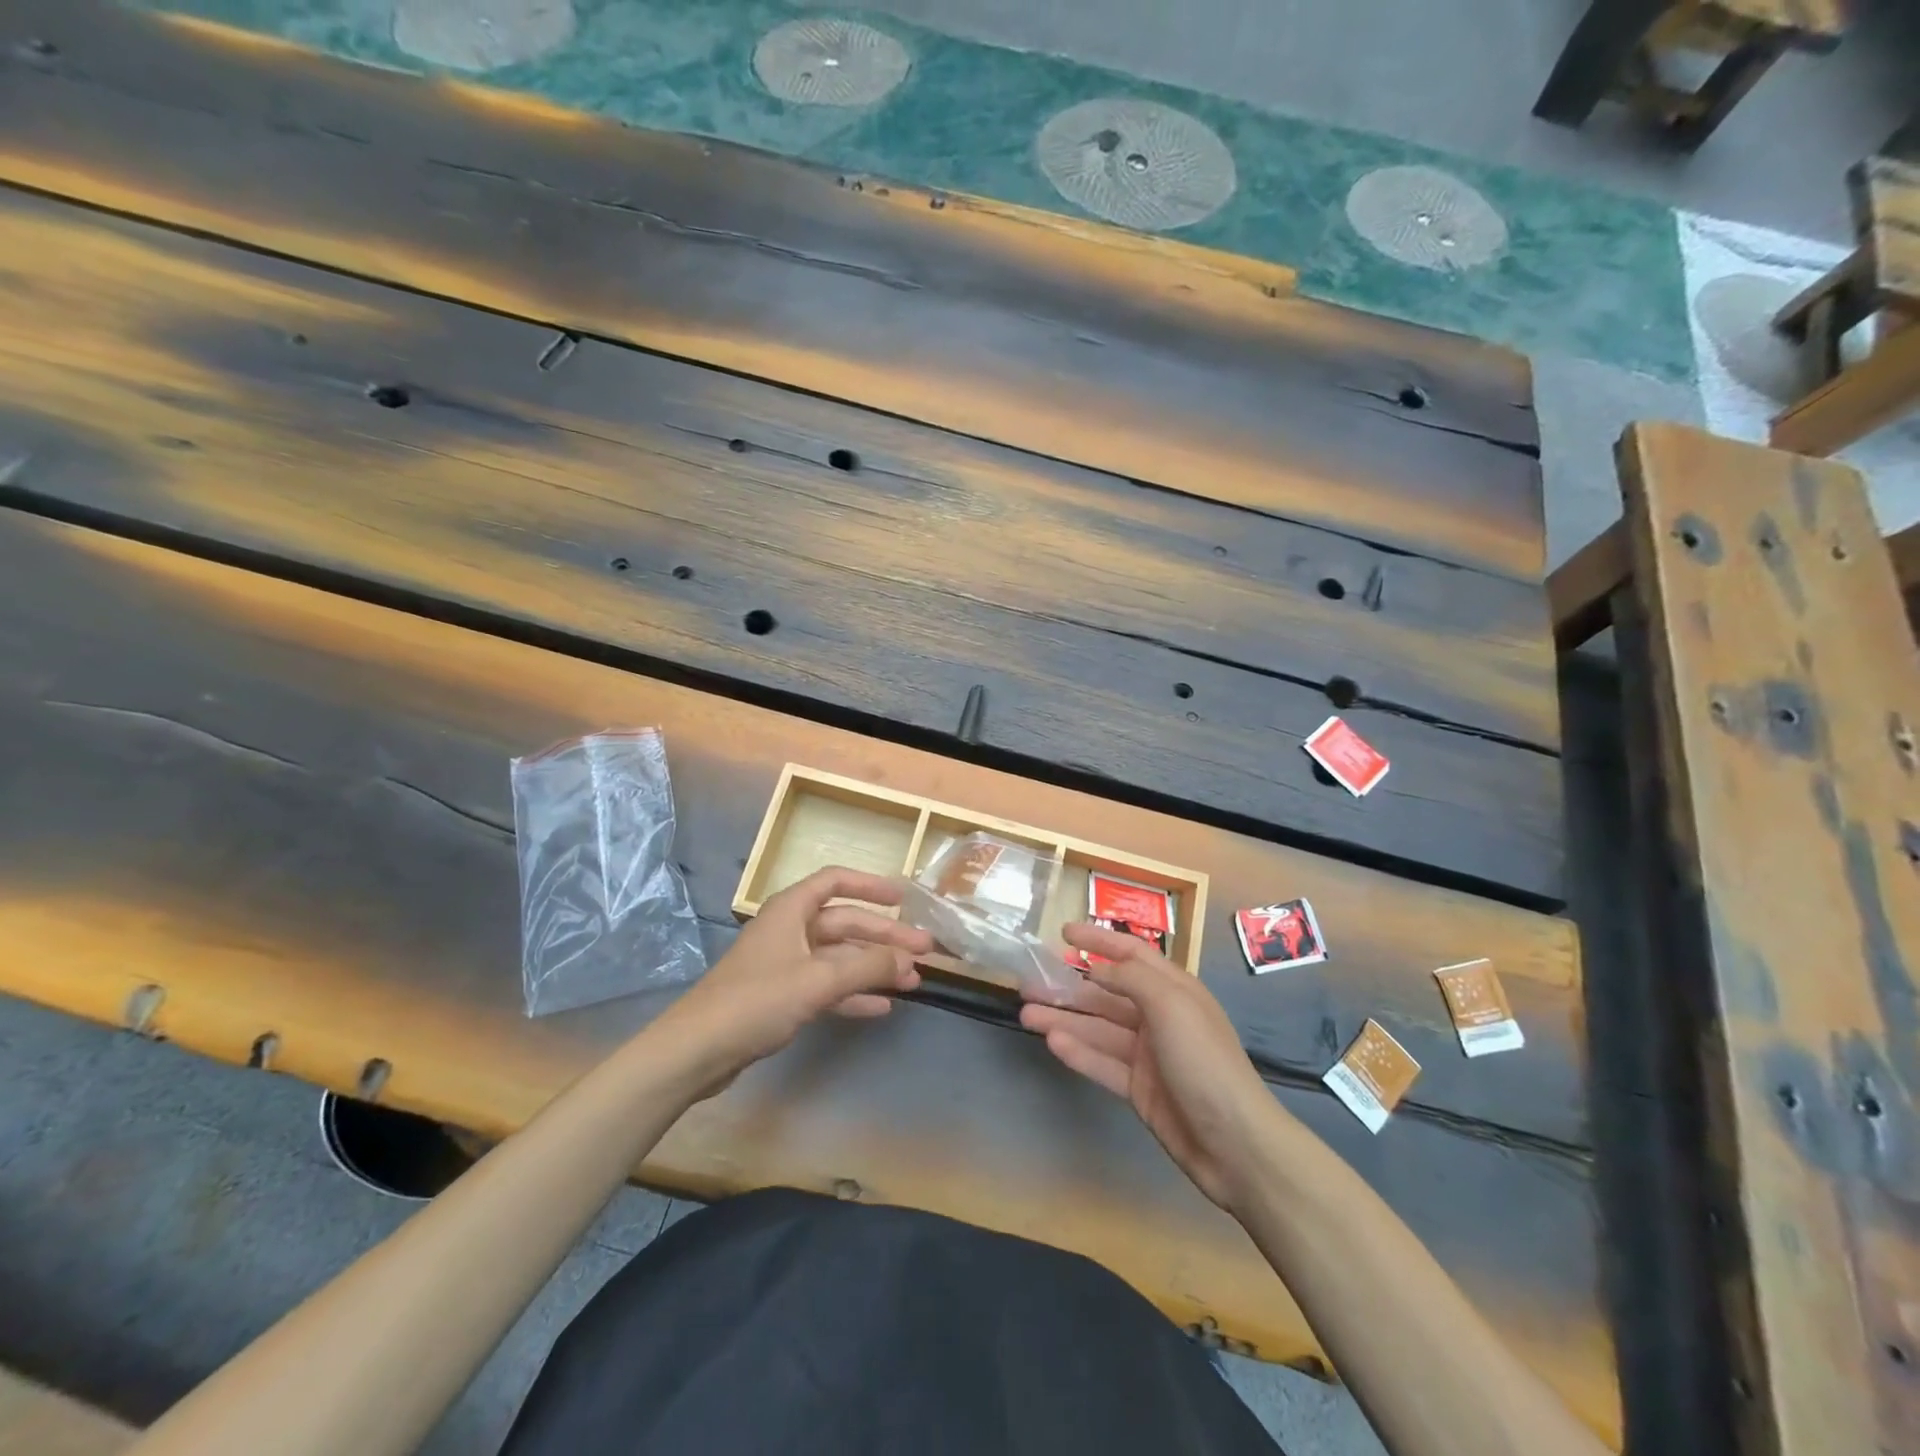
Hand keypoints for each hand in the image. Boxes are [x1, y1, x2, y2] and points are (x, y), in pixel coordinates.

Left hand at [656, 867, 932, 1096]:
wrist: (696, 1052)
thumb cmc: (756, 1001)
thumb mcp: (817, 980)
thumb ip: (866, 967)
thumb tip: (907, 959)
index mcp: (791, 911)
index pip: (836, 882)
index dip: (870, 885)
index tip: (904, 898)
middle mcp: (790, 930)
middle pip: (845, 924)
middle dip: (884, 937)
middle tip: (924, 952)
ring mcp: (785, 965)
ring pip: (840, 957)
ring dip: (874, 967)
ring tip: (912, 982)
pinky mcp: (781, 998)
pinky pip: (827, 987)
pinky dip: (853, 994)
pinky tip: (881, 1007)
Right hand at [1021, 924, 1276, 1211]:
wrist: (1235, 1144)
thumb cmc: (1204, 1061)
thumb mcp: (1171, 1005)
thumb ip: (1131, 979)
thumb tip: (1096, 969)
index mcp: (1174, 990)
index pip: (1131, 954)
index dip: (1099, 940)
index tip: (1064, 931)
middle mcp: (1159, 1017)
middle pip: (1106, 994)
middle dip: (1069, 986)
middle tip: (1029, 983)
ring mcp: (1148, 1054)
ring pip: (1098, 1029)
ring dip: (1064, 1019)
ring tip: (1027, 1015)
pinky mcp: (1139, 1089)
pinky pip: (1102, 1063)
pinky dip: (1078, 1052)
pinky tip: (1052, 1043)